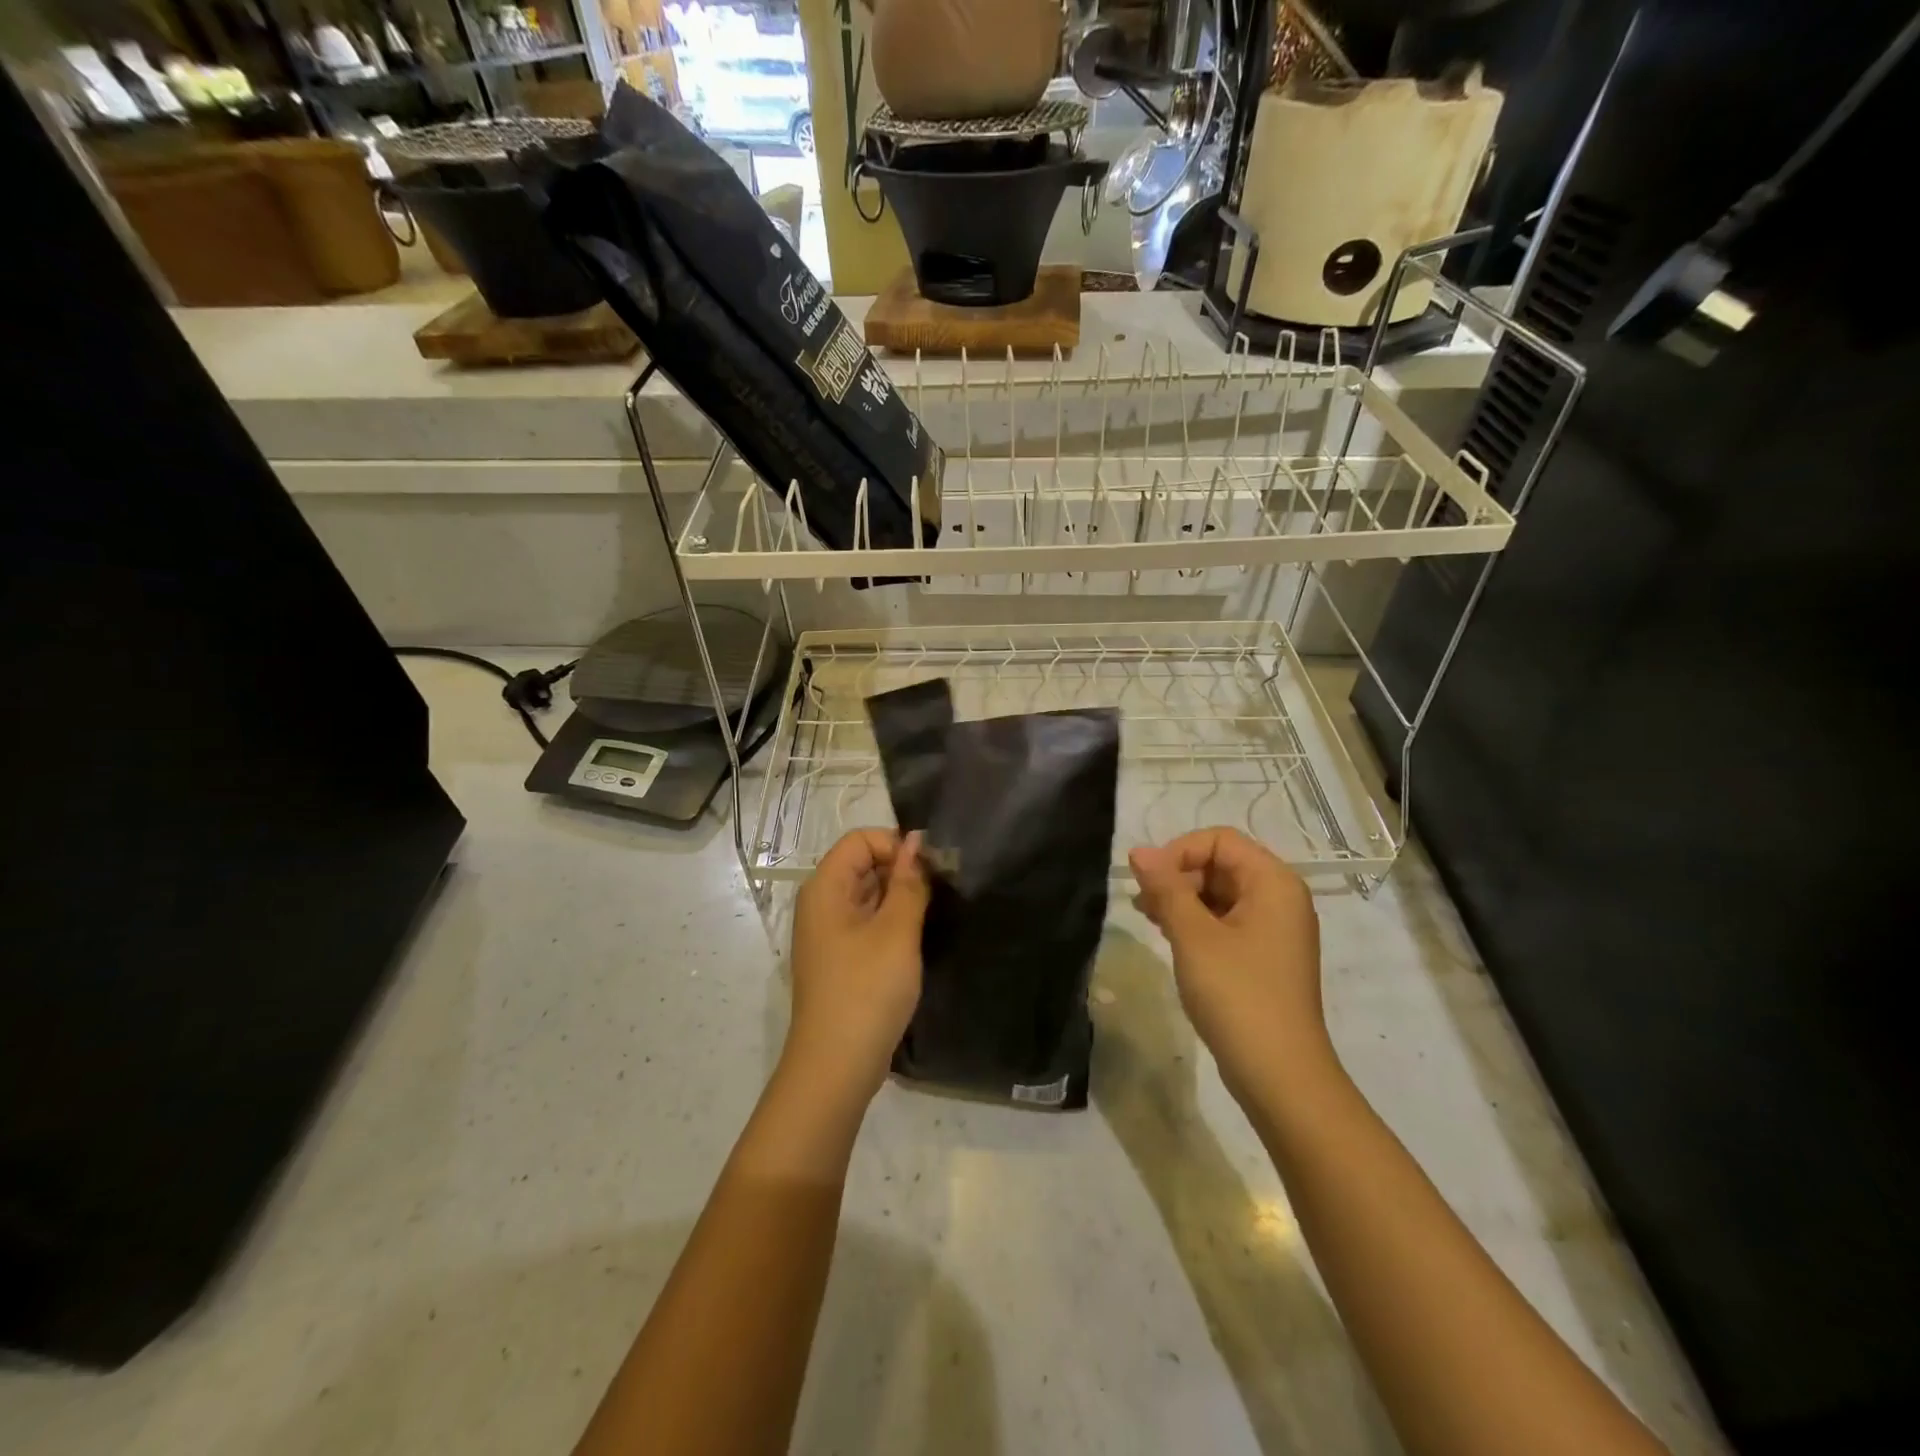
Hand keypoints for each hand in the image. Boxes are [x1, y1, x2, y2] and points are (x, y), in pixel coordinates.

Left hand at [784, 829, 929, 1102]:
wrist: (836, 1066)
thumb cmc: (866, 990)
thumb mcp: (897, 930)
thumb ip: (909, 882)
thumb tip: (917, 841)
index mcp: (825, 887)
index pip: (860, 839)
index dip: (895, 845)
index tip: (929, 870)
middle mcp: (821, 903)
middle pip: (862, 864)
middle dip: (901, 870)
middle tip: (940, 891)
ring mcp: (828, 933)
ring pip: (867, 895)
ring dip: (900, 897)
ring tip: (932, 914)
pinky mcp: (840, 958)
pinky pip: (866, 922)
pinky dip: (891, 921)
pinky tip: (916, 938)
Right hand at [1129, 828, 1328, 1101]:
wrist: (1280, 1075)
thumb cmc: (1237, 995)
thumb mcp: (1193, 936)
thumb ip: (1166, 888)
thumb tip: (1139, 851)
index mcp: (1273, 882)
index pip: (1219, 840)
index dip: (1179, 851)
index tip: (1148, 882)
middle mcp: (1280, 898)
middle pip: (1221, 864)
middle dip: (1178, 876)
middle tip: (1144, 905)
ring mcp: (1275, 930)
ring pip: (1220, 894)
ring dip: (1182, 899)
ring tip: (1149, 919)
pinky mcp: (1264, 957)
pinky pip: (1227, 922)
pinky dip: (1197, 923)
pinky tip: (1171, 939)